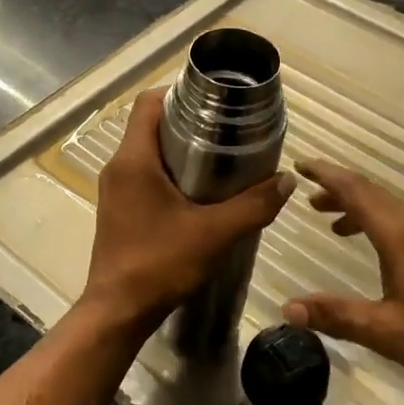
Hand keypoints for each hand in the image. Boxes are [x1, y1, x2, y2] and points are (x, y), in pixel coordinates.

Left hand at [81, 90, 295, 333]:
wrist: (117, 312)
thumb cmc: (159, 264)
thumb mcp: (214, 234)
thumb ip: (254, 205)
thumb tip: (288, 180)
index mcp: (133, 159)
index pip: (148, 102)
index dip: (179, 93)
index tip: (214, 100)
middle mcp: (118, 167)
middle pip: (149, 124)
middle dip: (187, 121)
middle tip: (226, 129)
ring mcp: (115, 189)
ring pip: (147, 150)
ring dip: (179, 148)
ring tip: (220, 157)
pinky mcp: (118, 208)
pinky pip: (143, 174)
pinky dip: (169, 171)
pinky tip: (199, 191)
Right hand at [281, 160, 403, 390]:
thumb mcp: (386, 331)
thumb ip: (336, 315)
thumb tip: (288, 309)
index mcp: (402, 234)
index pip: (355, 191)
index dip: (326, 174)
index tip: (300, 163)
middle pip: (374, 193)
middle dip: (339, 189)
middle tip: (309, 196)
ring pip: (394, 206)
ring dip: (362, 207)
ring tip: (334, 223)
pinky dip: (384, 221)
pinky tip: (381, 248)